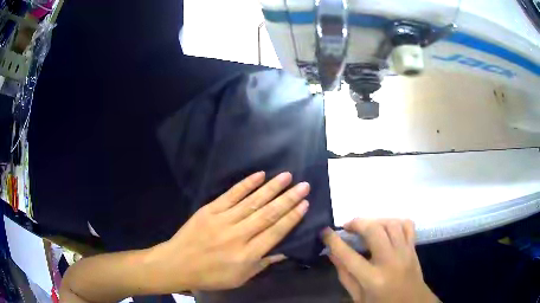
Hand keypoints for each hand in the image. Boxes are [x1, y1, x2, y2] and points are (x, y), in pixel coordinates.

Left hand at [147, 171, 309, 290]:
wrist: (177, 263)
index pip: (275, 232)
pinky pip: (231, 195)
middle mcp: (238, 235)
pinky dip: (246, 184)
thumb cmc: (210, 275)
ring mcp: (222, 220)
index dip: (292, 217)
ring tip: (287, 176)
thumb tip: (284, 252)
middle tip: (304, 185)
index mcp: (247, 255)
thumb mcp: (240, 278)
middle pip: (268, 214)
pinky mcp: (209, 210)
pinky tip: (259, 175)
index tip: (305, 204)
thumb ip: (262, 264)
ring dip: (271, 188)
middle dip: (288, 199)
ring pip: (252, 201)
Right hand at [323, 219, 438, 302]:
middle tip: (348, 227)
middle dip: (357, 223)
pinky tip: (387, 228)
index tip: (324, 232)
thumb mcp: (358, 298)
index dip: (334, 241)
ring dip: (375, 221)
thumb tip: (332, 254)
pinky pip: (408, 225)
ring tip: (366, 227)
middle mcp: (390, 262)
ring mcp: (405, 252)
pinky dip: (395, 222)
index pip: (349, 256)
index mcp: (373, 279)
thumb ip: (345, 276)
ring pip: (391, 223)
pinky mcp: (414, 248)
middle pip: (374, 231)